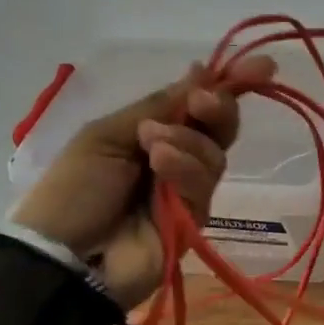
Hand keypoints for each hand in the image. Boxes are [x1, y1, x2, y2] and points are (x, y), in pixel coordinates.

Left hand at [8, 55, 276, 308]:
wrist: (62, 256)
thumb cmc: (75, 189)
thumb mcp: (108, 134)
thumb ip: (158, 105)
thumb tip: (201, 69)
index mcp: (153, 132)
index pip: (199, 104)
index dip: (229, 84)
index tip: (261, 67)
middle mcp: (177, 157)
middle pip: (219, 127)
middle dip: (218, 108)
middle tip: (202, 101)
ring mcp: (187, 190)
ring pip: (214, 153)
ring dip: (186, 141)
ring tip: (152, 145)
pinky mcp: (196, 219)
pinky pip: (204, 183)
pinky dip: (185, 167)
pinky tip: (159, 163)